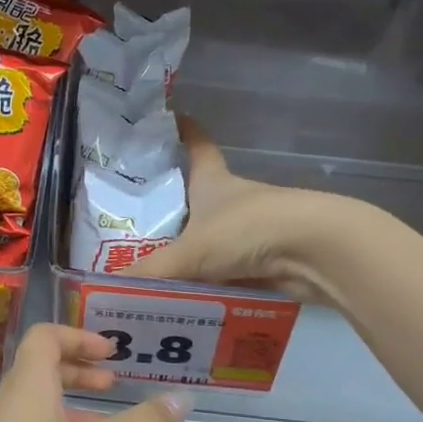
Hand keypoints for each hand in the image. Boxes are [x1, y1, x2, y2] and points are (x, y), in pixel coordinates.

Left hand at [0, 324, 188, 421]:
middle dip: (79, 371)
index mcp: (28, 385)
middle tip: (113, 385)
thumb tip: (184, 397)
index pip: (45, 336)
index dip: (79, 336)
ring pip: (38, 407)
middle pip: (41, 370)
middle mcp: (9, 405)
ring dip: (73, 407)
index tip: (112, 354)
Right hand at [127, 119, 353, 303]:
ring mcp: (254, 231)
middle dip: (176, 212)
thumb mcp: (189, 252)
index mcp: (214, 183)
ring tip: (154, 277)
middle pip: (201, 201)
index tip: (172, 118)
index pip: (198, 147)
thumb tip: (107, 291)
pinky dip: (211, 287)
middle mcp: (234, 202)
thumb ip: (149, 274)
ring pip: (214, 242)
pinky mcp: (268, 262)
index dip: (186, 132)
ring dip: (193, 258)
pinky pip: (229, 275)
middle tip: (137, 228)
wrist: (315, 252)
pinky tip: (188, 303)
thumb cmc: (247, 231)